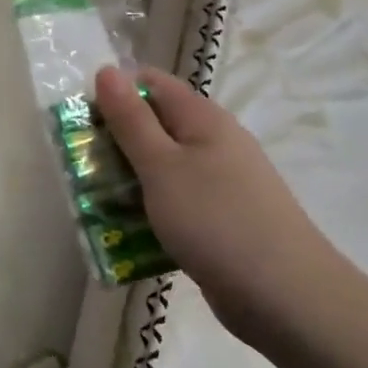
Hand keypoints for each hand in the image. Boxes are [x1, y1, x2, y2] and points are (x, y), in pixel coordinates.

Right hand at [95, 66, 349, 341]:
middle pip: (154, 125)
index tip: (81, 118)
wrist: (286, 298)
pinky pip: (175, 201)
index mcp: (202, 119)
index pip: (151, 83)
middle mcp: (214, 142)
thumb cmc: (216, 220)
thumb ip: (131, 119)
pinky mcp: (221, 218)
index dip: (114, 92)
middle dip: (114, 140)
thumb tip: (107, 70)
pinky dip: (150, 209)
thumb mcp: (161, 166)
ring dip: (127, 179)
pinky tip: (128, 232)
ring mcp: (221, 182)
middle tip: (81, 164)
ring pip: (162, 166)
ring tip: (94, 201)